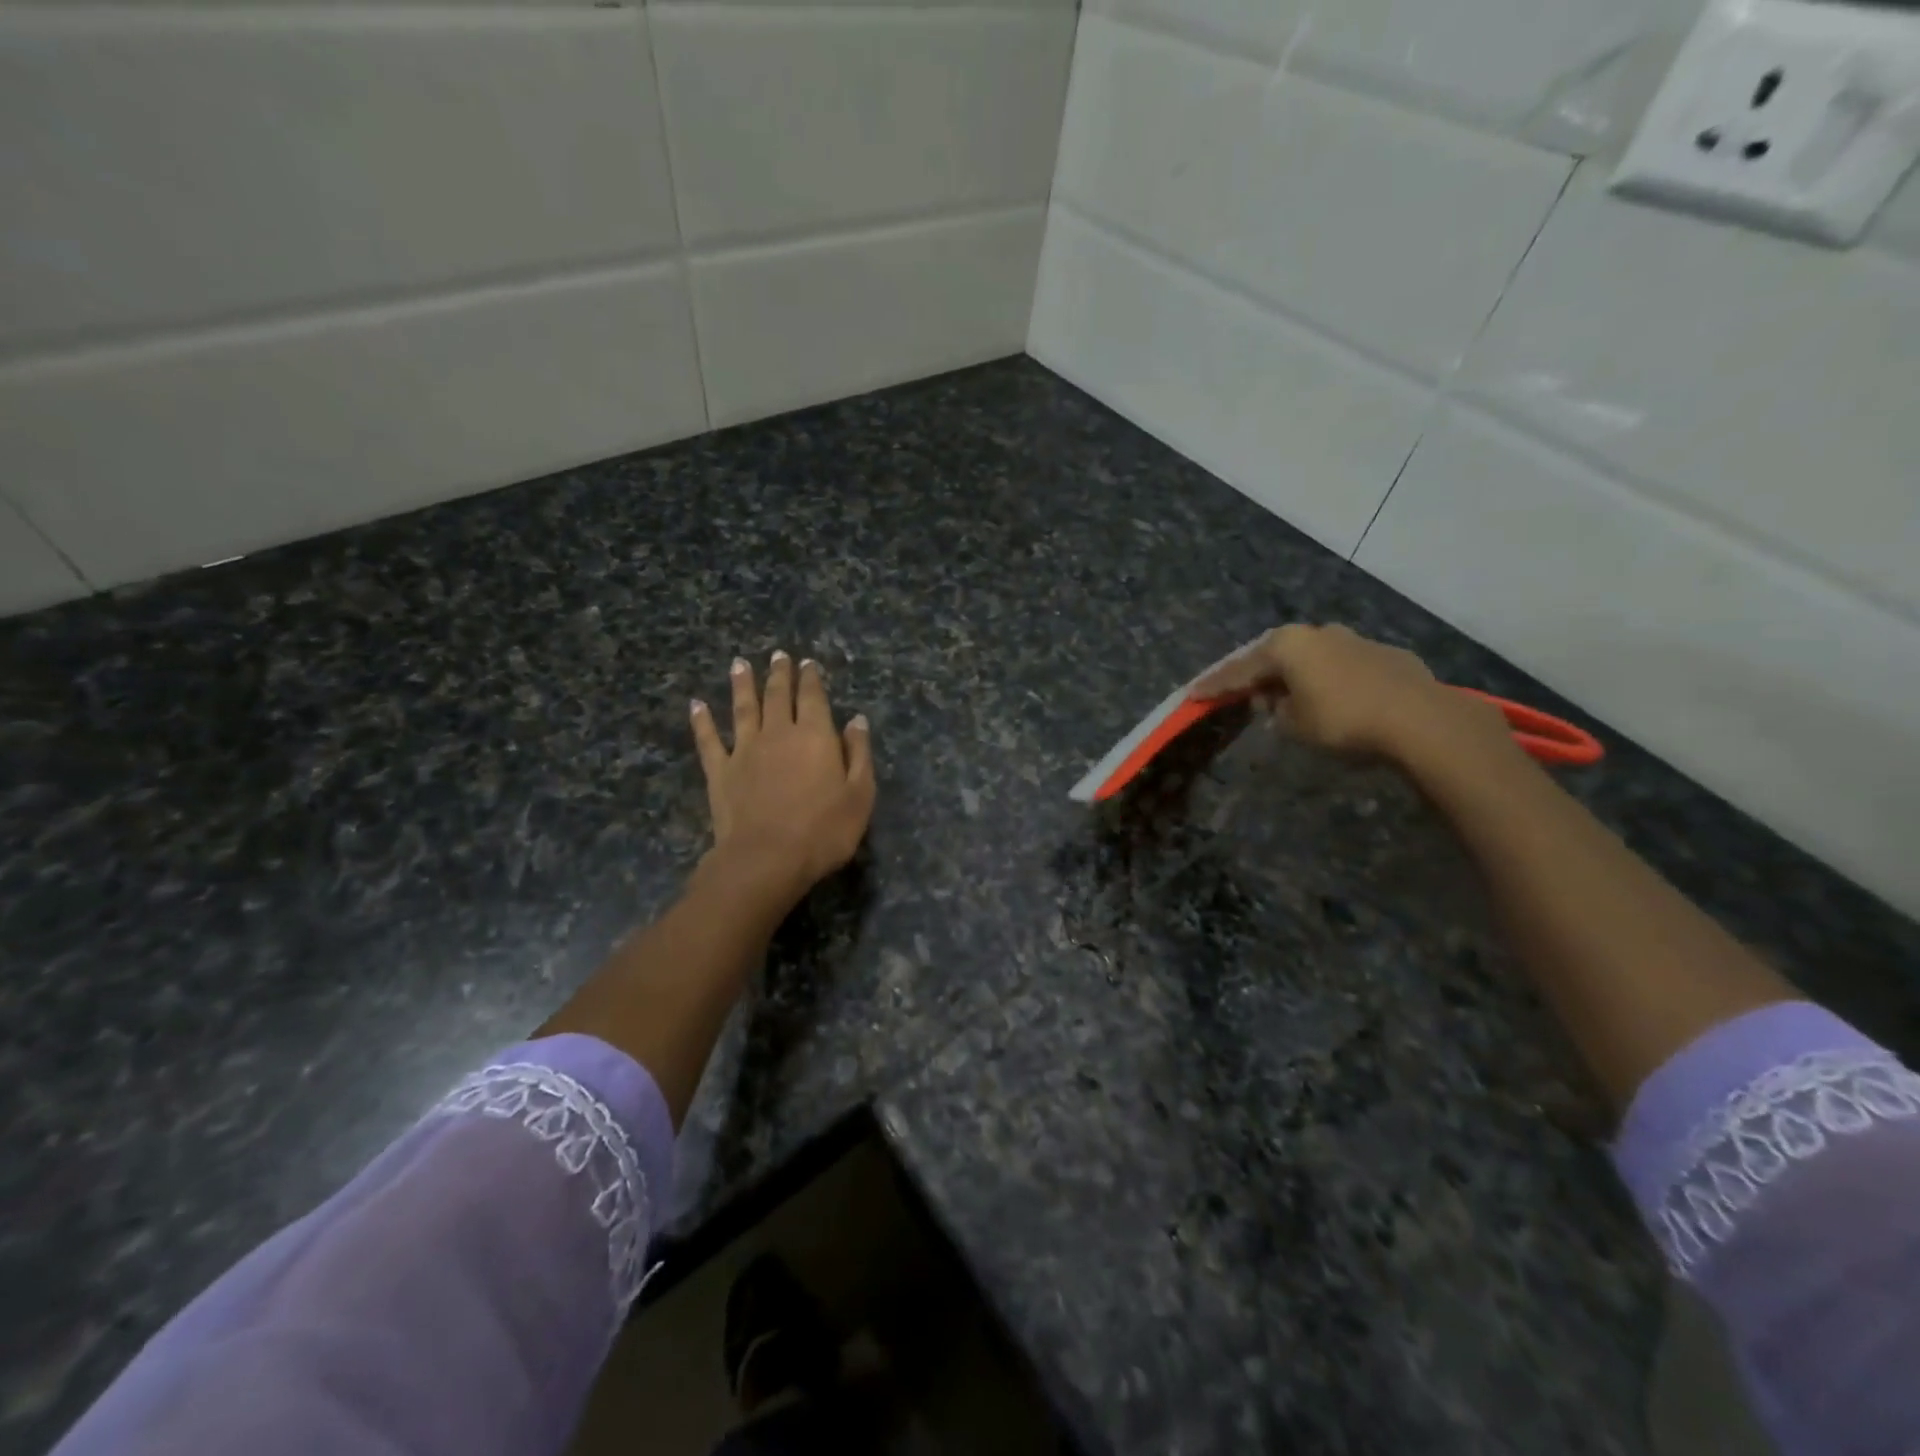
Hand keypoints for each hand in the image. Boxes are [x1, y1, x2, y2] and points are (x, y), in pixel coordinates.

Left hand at [690, 651, 874, 910]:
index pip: (812, 697)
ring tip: (739, 664)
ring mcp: (745, 750)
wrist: (767, 858)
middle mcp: (778, 733)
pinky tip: (696, 705)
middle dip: (779, 674)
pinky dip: (701, 721)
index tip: (807, 662)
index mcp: (815, 735)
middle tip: (778, 655)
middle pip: (777, 695)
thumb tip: (856, 720)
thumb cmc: (823, 830)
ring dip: (741, 684)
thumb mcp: (860, 794)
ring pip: (743, 708)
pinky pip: (708, 739)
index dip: (810, 678)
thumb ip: (859, 754)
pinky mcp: (720, 771)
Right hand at [1190, 623, 1509, 764]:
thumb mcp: (1294, 724)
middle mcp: (1318, 633)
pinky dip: (1331, 681)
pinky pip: (1344, 667)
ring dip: (1297, 677)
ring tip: (1290, 699)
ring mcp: (1355, 640)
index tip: (1193, 695)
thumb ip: (1277, 711)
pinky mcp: (1386, 655)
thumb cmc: (1342, 720)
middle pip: (1276, 656)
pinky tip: (1335, 701)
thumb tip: (1279, 702)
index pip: (1239, 669)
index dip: (1215, 686)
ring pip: (1312, 658)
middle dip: (1258, 676)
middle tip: (1241, 693)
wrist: (1419, 720)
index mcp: (1287, 645)